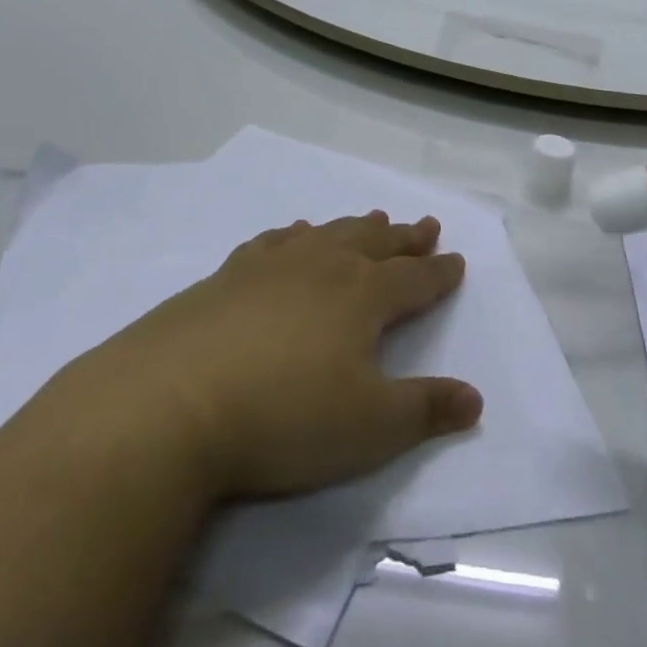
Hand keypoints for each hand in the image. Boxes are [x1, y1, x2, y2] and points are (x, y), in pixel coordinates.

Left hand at [62, 213, 482, 502]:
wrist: (171, 403)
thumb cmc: (284, 417)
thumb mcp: (369, 427)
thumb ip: (426, 410)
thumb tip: (475, 397)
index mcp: (362, 295)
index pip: (415, 279)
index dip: (440, 272)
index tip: (457, 260)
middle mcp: (322, 266)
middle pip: (375, 243)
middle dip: (405, 237)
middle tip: (425, 225)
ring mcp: (272, 265)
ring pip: (327, 233)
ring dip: (356, 227)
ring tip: (372, 219)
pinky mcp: (228, 275)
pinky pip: (275, 240)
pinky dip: (295, 233)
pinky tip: (293, 233)